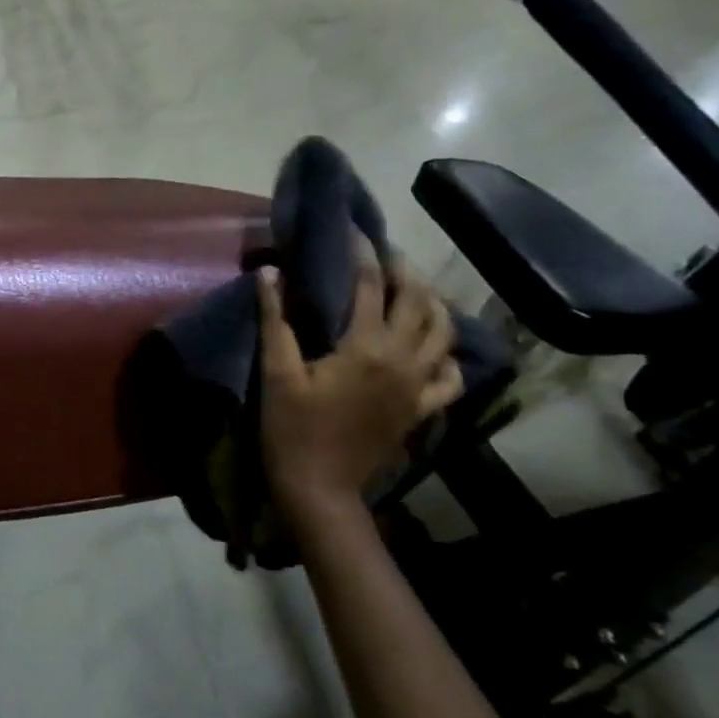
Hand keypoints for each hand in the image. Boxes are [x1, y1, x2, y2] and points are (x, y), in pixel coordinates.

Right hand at [257, 245, 462, 525]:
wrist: (319, 486)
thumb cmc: (291, 427)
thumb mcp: (277, 372)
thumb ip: (275, 320)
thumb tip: (268, 273)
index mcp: (366, 347)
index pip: (371, 286)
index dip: (363, 254)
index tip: (354, 231)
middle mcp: (403, 360)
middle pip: (418, 303)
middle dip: (405, 271)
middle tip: (386, 254)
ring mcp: (418, 387)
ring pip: (444, 333)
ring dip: (432, 304)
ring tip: (414, 289)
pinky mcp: (421, 409)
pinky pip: (450, 377)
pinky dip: (447, 355)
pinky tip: (434, 349)